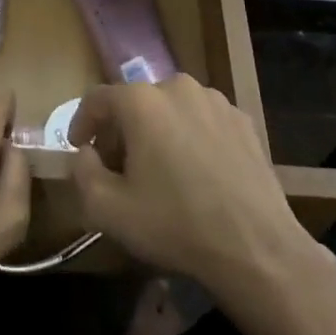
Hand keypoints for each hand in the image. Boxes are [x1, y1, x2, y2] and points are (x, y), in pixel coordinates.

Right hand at [68, 76, 311, 304]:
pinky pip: (203, 121)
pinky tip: (197, 173)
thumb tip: (86, 154)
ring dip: (158, 131)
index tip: (80, 149)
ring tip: (160, 170)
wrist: (255, 247)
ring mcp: (215, 101)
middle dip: (122, 130)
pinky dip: (191, 137)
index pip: (98, 98)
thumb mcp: (109, 210)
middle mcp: (177, 87)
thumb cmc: (175, 224)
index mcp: (141, 101)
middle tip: (119, 167)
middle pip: (136, 102)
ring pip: (172, 109)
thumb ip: (83, 173)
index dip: (82, 122)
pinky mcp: (243, 120)